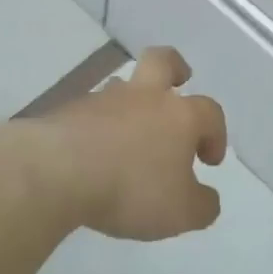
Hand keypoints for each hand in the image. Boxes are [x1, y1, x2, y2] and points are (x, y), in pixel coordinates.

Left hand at [21, 47, 225, 241]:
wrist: (56, 172)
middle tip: (179, 83)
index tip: (209, 161)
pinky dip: (97, 127)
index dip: (216, 133)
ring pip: (122, 86)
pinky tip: (92, 155)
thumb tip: (207, 199)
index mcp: (179, 116)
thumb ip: (201, 206)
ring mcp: (102, 100)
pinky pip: (90, 112)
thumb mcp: (180, 212)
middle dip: (175, 68)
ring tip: (129, 135)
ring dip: (131, 102)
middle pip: (163, 61)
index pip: (210, 112)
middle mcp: (144, 97)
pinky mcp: (67, 112)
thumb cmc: (130, 188)